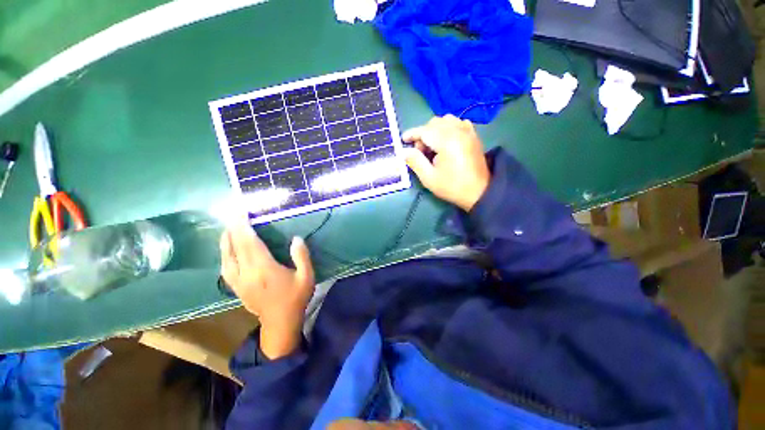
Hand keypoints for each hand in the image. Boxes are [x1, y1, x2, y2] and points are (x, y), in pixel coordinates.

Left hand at [220, 222, 314, 358]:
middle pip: (236, 247)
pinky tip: (226, 250)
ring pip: (226, 257)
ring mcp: (239, 282)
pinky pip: (225, 268)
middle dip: (234, 228)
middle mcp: (247, 273)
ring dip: (226, 241)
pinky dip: (224, 255)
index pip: (250, 243)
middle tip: (234, 214)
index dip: (244, 226)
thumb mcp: (307, 276)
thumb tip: (296, 238)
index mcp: (264, 269)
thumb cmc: (296, 297)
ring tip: (228, 228)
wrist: (280, 322)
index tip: (241, 212)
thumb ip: (302, 256)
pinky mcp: (236, 288)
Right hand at [402, 115, 490, 210]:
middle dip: (423, 134)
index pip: (424, 130)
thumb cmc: (452, 187)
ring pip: (446, 120)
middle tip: (420, 152)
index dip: (411, 134)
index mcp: (446, 141)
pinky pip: (458, 123)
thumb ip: (415, 162)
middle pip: (434, 123)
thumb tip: (404, 151)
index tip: (403, 140)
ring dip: (435, 129)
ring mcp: (468, 132)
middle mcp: (458, 131)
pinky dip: (448, 128)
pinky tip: (446, 141)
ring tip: (433, 146)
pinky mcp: (473, 136)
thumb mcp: (429, 178)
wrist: (479, 192)